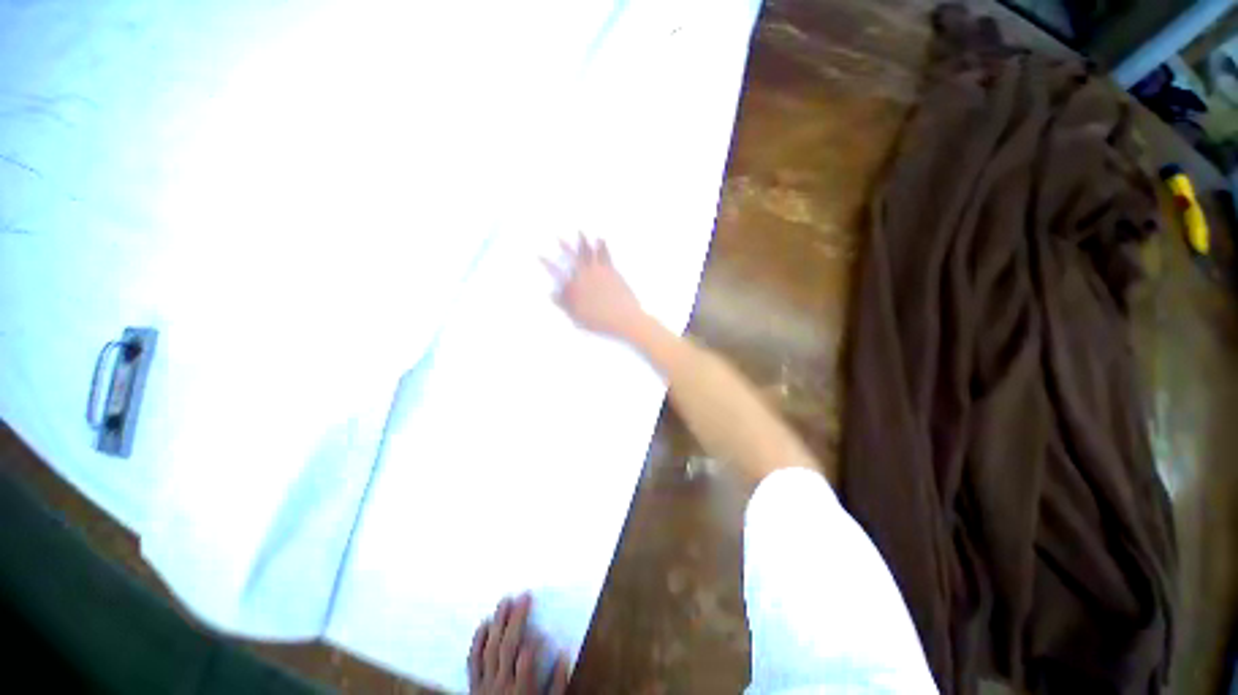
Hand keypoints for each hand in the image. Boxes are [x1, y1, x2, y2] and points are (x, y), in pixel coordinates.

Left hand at [469, 594, 569, 694]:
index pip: (526, 661)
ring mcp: (485, 683)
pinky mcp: (473, 685)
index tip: (541, 629)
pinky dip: (477, 642)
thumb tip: (564, 653)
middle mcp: (501, 684)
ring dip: (498, 623)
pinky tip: (484, 623)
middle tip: (524, 597)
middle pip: (507, 647)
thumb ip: (557, 683)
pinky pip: (472, 661)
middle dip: (516, 620)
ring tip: (505, 601)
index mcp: (522, 690)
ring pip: (490, 649)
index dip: (533, 643)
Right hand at [543, 235, 646, 339]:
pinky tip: (600, 239)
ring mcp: (598, 271)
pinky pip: (605, 254)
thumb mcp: (577, 317)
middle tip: (558, 237)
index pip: (556, 273)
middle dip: (565, 246)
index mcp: (574, 288)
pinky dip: (602, 245)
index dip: (547, 263)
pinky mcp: (611, 271)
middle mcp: (584, 276)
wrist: (622, 318)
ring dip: (583, 241)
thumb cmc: (599, 321)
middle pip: (572, 258)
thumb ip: (563, 304)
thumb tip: (551, 293)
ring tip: (580, 232)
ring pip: (589, 252)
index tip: (539, 255)